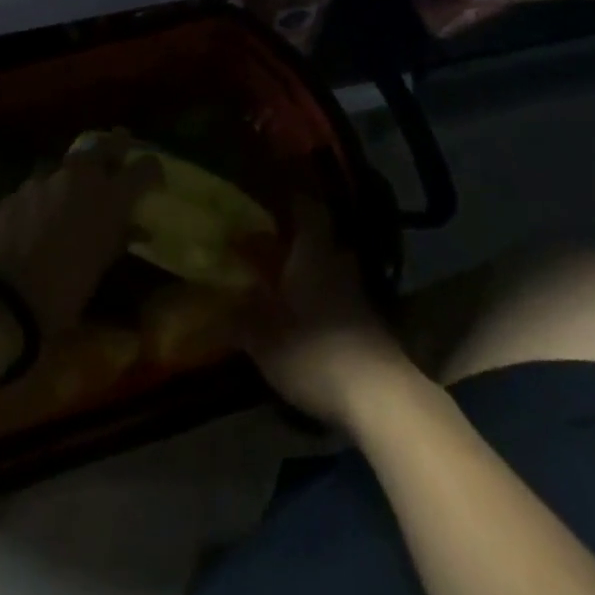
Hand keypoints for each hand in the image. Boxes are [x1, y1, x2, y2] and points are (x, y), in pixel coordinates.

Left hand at [0, 130, 158, 335]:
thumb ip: (118, 240)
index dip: (151, 170)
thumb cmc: (62, 293)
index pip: (144, 168)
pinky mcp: (11, 193)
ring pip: (64, 167)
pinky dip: (41, 200)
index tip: (153, 177)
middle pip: (102, 146)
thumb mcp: (99, 270)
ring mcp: (40, 181)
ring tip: (69, 196)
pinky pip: (34, 189)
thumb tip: (136, 229)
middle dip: (114, 147)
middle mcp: (77, 178)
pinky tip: (34, 220)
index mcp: (109, 197)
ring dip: (71, 178)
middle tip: (118, 150)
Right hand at [242, 198, 412, 428]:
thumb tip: (214, 300)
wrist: (380, 397)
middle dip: (298, 239)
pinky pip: (342, 297)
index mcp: (313, 254)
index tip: (272, 197)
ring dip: (312, 271)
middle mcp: (339, 264)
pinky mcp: (372, 324)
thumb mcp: (263, 338)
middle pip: (322, 238)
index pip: (308, 210)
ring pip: (333, 268)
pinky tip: (308, 315)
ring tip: (286, 281)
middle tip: (272, 243)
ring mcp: (360, 294)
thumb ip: (238, 316)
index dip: (292, 200)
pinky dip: (325, 299)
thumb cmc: (315, 353)